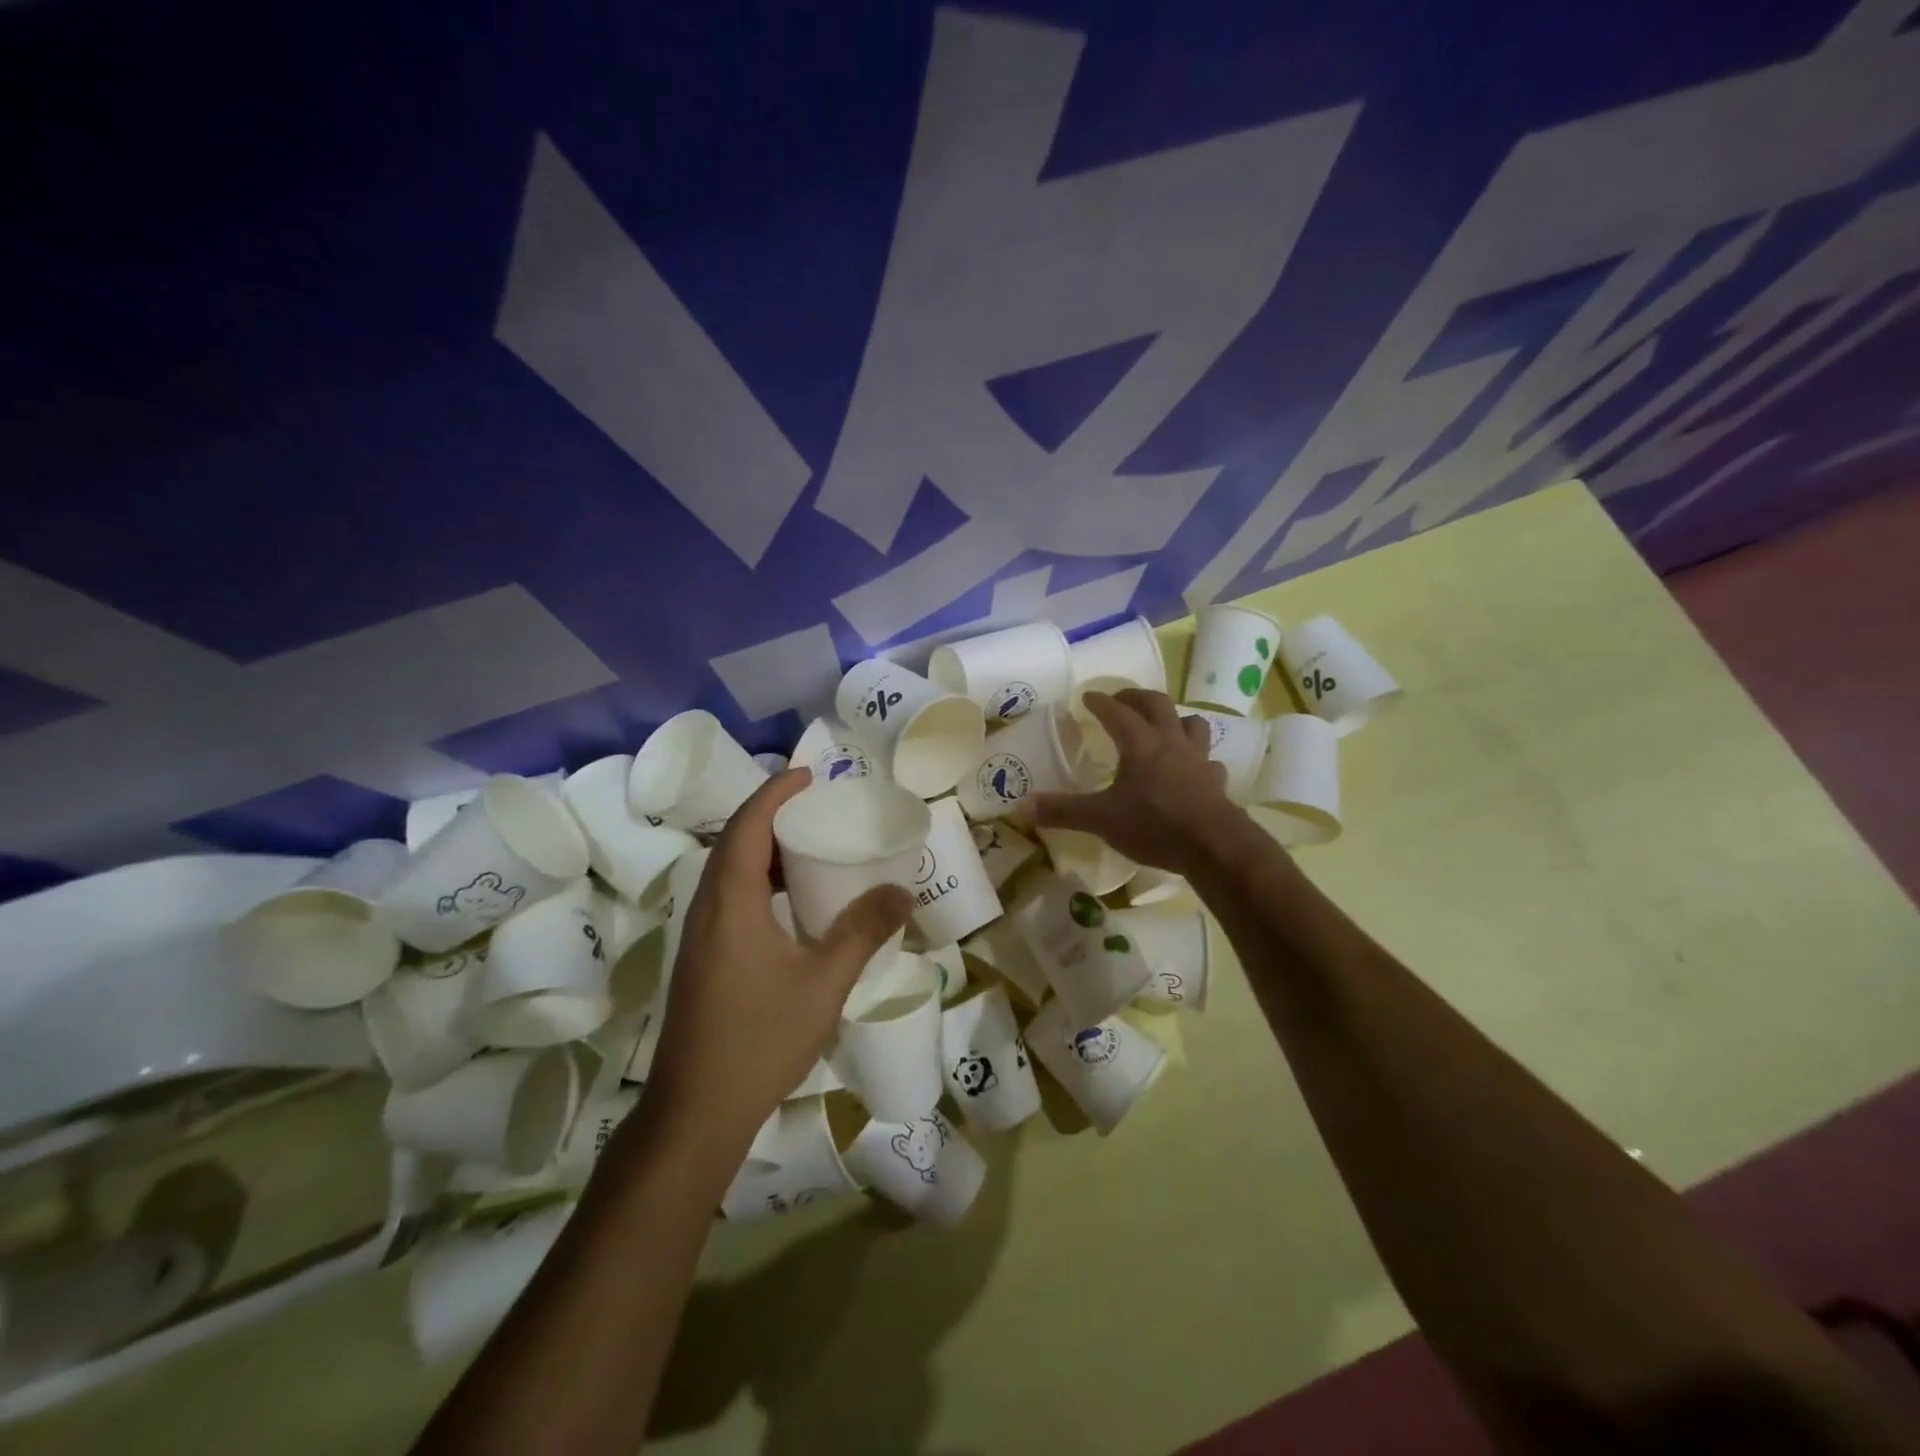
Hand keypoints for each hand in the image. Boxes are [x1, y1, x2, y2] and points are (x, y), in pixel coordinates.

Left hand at [642, 769, 912, 1153]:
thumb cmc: (760, 1039)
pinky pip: (728, 896)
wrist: (696, 1109)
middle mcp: (708, 908)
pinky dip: (758, 880)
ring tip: (808, 847)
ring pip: (728, 871)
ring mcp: (700, 935)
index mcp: (731, 901)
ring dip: (764, 849)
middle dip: (771, 815)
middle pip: (734, 842)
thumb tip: (902, 891)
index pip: (748, 826)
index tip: (809, 774)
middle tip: (816, 807)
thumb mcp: (824, 982)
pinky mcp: (702, 957)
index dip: (775, 793)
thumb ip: (862, 931)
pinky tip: (790, 903)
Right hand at [1031, 689, 1234, 876]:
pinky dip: (1198, 760)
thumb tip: (1023, 806)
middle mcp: (1170, 742)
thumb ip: (1063, 811)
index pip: (1116, 712)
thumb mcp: (1101, 819)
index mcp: (1139, 743)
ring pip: (1192, 724)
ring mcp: (1197, 760)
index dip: (1100, 702)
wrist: (1213, 845)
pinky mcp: (1215, 781)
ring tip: (1162, 726)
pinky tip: (1192, 770)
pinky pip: (1208, 761)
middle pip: (1157, 704)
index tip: (1088, 696)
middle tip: (1122, 699)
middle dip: (1137, 697)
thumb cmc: (1154, 824)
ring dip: (1175, 720)